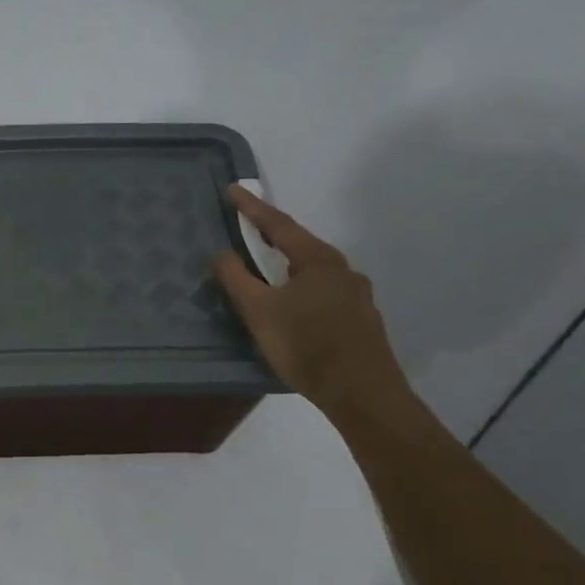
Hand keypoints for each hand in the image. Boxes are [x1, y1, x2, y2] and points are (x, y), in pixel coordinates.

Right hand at [213, 186, 410, 413]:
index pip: (278, 225)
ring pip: (314, 271)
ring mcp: (357, 296)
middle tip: (248, 226)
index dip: (252, 207)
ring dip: (288, 264)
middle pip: (300, 245)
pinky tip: (294, 305)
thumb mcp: (260, 311)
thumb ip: (237, 279)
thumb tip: (221, 253)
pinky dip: (302, 288)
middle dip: (273, 235)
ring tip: (268, 266)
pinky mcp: (361, 320)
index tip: (233, 189)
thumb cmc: (306, 346)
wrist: (363, 394)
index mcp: (318, 260)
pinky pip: (324, 292)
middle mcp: (342, 270)